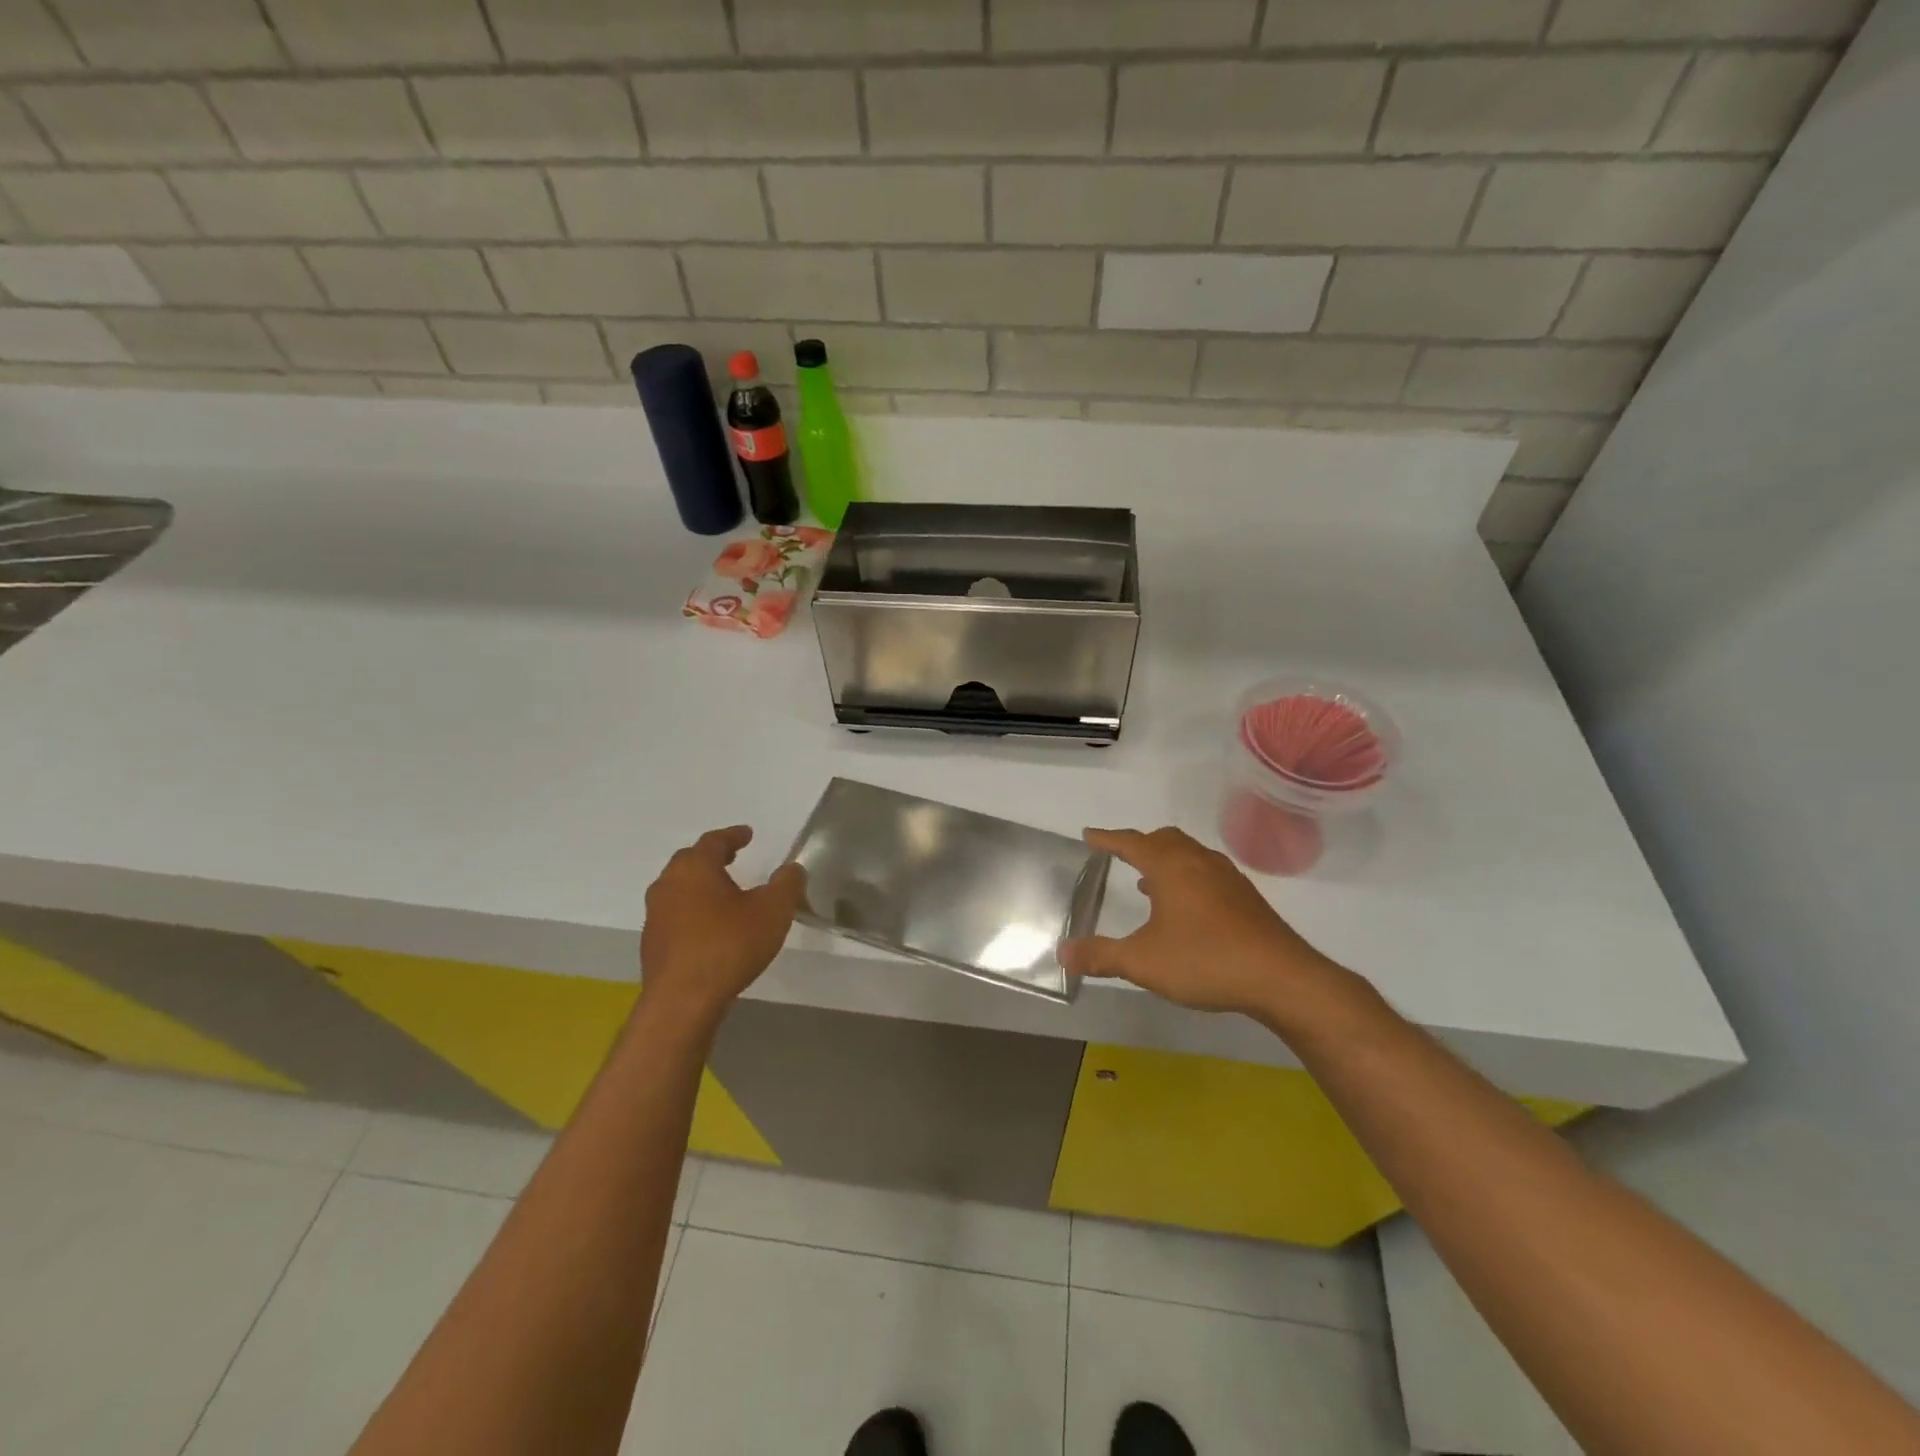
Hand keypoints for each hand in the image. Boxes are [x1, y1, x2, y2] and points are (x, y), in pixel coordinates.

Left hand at [639, 826, 805, 1027]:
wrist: (683, 1001)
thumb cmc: (729, 945)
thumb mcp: (773, 911)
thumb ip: (787, 884)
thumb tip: (793, 868)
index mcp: (695, 868)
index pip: (713, 841)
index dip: (733, 836)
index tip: (747, 834)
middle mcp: (668, 885)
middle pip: (690, 862)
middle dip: (712, 858)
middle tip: (732, 858)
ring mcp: (655, 916)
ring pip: (679, 889)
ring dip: (701, 886)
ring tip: (724, 894)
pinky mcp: (653, 944)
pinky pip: (675, 916)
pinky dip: (693, 912)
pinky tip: (710, 928)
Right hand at [1060, 827, 1344, 1018]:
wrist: (1280, 977)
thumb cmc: (1204, 960)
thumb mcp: (1142, 961)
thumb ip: (1101, 956)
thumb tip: (1062, 953)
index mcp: (1170, 866)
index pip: (1131, 842)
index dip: (1108, 839)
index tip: (1089, 835)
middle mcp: (1198, 862)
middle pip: (1164, 839)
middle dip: (1140, 843)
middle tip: (1120, 854)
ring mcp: (1227, 878)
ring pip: (1189, 854)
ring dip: (1165, 861)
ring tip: (1148, 882)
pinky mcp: (1245, 898)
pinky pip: (1206, 873)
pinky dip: (1187, 877)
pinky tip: (1185, 908)